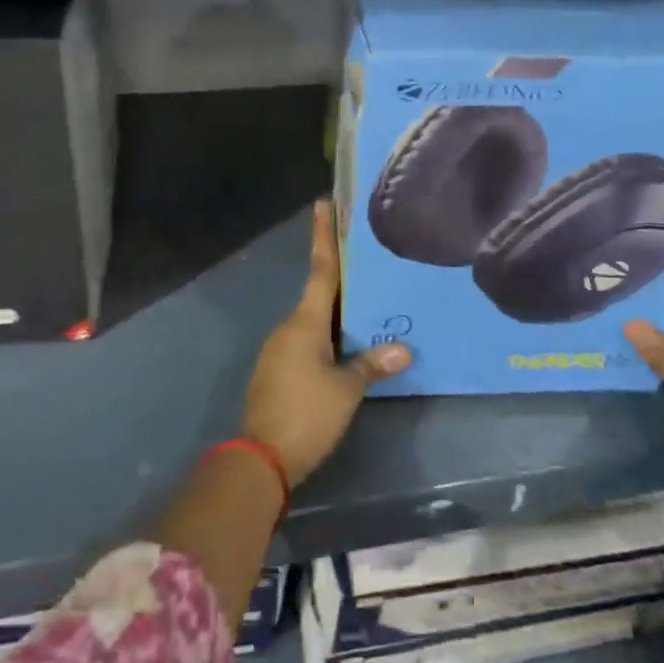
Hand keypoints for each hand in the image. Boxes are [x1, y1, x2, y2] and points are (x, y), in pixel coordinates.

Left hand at [243, 201, 410, 486]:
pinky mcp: (276, 371)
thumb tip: (404, 349)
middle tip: (366, 261)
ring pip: (313, 321)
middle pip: (318, 294)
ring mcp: (279, 349)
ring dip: (335, 313)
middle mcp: (289, 327)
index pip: (321, 269)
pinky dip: (325, 337)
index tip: (323, 204)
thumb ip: (372, 365)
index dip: (324, 236)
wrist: (259, 458)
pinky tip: (345, 346)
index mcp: (305, 322)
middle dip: (339, 278)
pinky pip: (306, 342)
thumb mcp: (346, 390)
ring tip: (366, 307)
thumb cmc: (307, 414)